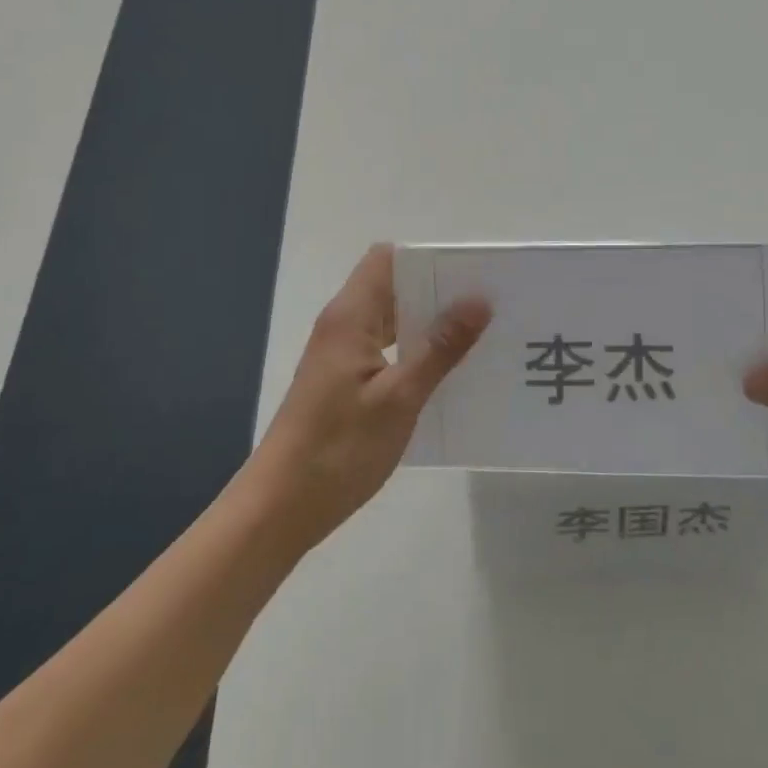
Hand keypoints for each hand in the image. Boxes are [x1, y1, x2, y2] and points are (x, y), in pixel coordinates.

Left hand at [244, 244, 491, 551]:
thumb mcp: (399, 398)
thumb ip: (440, 348)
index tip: (469, 273)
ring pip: (390, 319)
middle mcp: (343, 325)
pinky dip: (414, 350)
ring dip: (428, 322)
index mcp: (350, 316)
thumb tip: (478, 300)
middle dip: (436, 290)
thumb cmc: (338, 449)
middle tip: (487, 304)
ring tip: (478, 334)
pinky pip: (385, 348)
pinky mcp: (344, 381)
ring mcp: (342, 354)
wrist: (280, 508)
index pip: (386, 259)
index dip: (426, 259)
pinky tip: (447, 371)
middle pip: (391, 286)